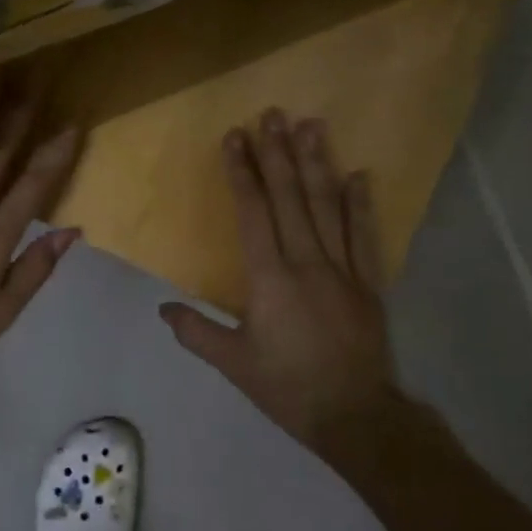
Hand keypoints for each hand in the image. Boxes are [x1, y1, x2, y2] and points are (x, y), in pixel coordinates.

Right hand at [159, 109, 397, 452]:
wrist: (355, 415)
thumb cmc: (287, 387)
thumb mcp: (233, 363)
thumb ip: (197, 331)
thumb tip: (164, 307)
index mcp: (269, 278)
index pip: (253, 212)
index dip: (242, 172)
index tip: (235, 138)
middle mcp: (306, 262)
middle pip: (290, 197)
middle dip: (277, 153)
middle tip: (271, 114)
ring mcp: (342, 269)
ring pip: (327, 206)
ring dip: (318, 164)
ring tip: (311, 125)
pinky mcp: (368, 283)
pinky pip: (363, 236)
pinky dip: (360, 204)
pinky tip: (359, 174)